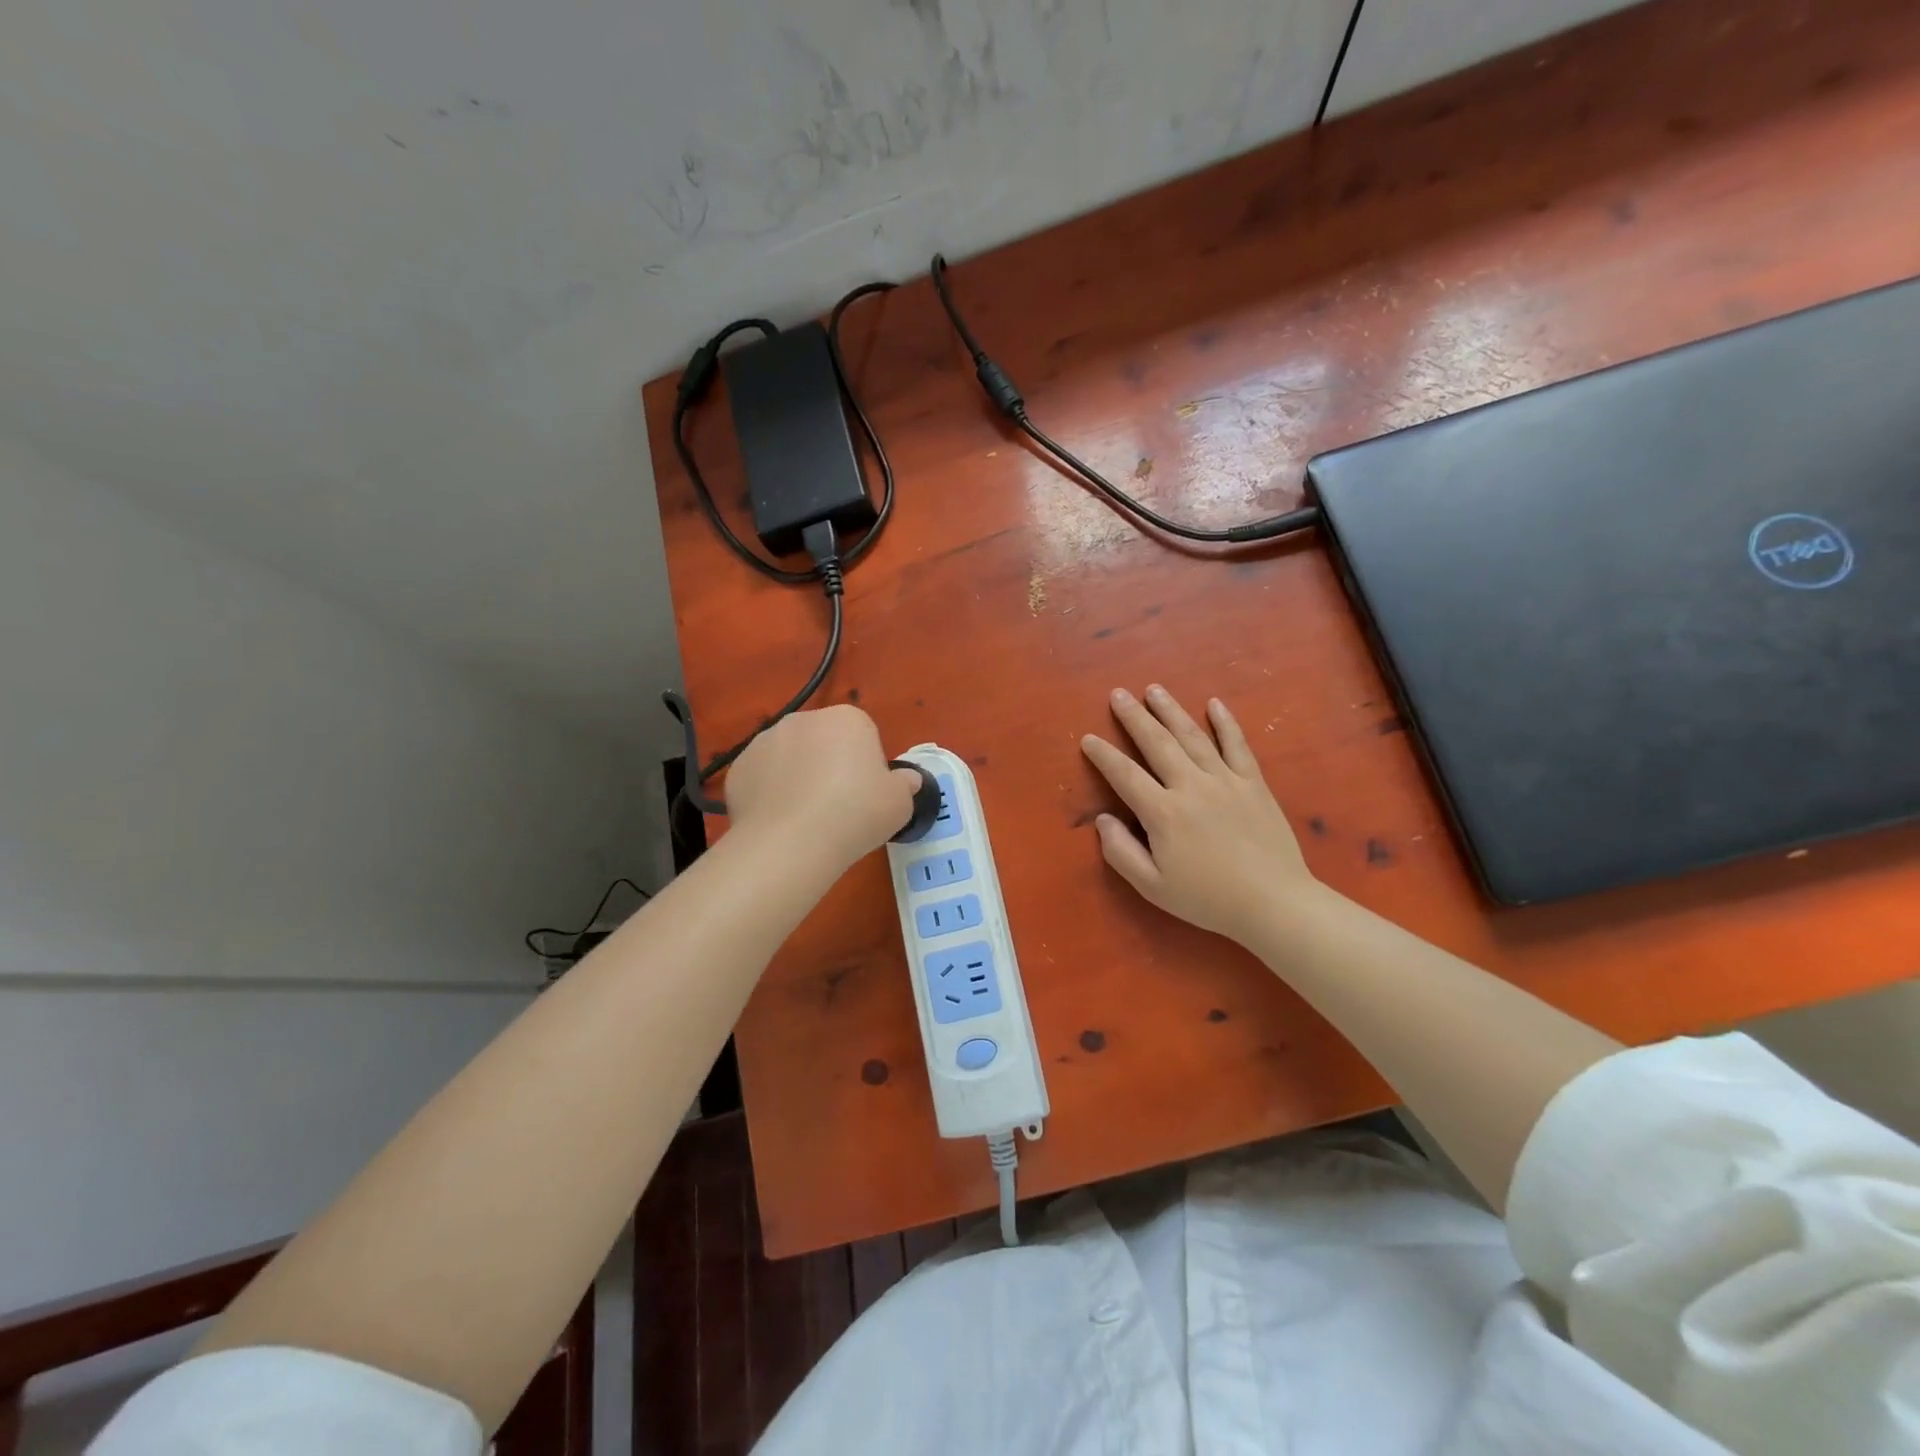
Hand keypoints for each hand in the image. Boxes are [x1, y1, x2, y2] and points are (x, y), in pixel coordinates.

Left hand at [724, 705, 920, 868]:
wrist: (791, 843)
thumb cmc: (856, 814)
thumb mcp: (900, 804)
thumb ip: (906, 785)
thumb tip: (907, 780)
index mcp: (847, 719)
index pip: (863, 734)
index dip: (867, 765)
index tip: (866, 794)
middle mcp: (804, 719)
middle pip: (824, 740)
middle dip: (830, 764)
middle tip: (838, 806)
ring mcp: (765, 740)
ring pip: (790, 756)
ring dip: (798, 776)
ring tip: (806, 818)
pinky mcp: (738, 767)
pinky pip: (762, 777)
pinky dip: (770, 793)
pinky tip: (780, 822)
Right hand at [1080, 686, 1318, 944]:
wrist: (1274, 903)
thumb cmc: (1208, 899)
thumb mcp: (1153, 887)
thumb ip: (1121, 852)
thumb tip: (1102, 820)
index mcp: (1163, 813)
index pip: (1125, 775)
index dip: (1104, 755)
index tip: (1088, 738)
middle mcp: (1191, 787)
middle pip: (1157, 743)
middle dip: (1135, 717)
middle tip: (1118, 694)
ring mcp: (1226, 781)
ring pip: (1193, 736)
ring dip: (1171, 711)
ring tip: (1154, 689)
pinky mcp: (1253, 783)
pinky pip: (1237, 745)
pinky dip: (1226, 723)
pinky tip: (1215, 703)